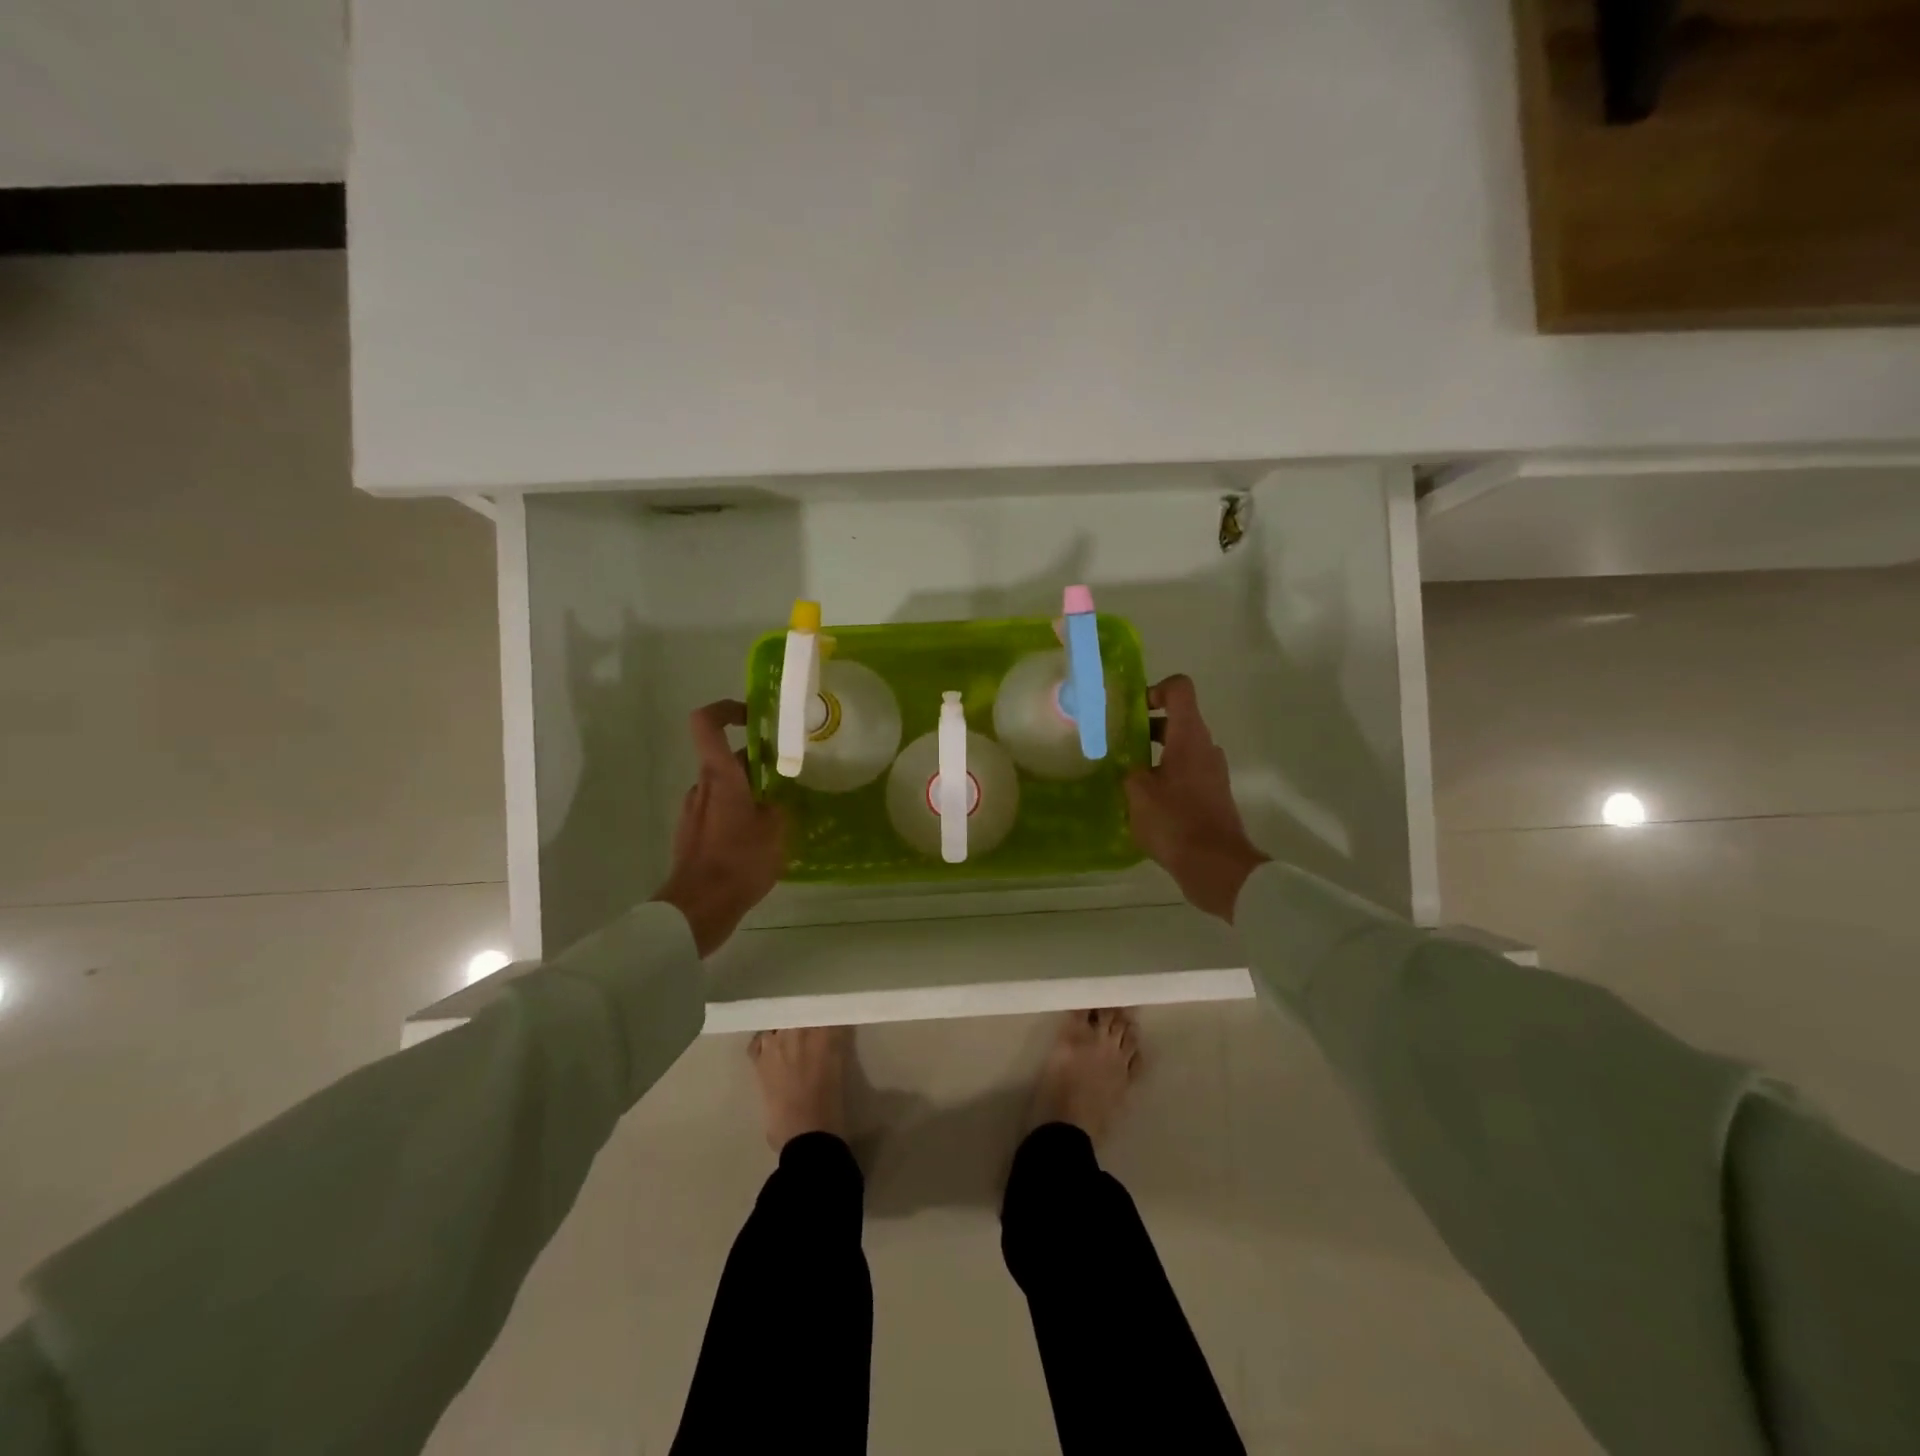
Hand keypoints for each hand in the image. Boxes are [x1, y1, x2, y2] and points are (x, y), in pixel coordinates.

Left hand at [652, 700, 786, 956]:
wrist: (699, 908)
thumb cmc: (739, 862)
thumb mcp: (776, 830)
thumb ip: (778, 805)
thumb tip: (777, 798)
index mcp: (720, 776)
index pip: (706, 723)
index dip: (727, 709)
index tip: (754, 716)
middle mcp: (702, 786)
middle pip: (726, 758)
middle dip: (756, 762)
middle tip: (788, 777)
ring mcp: (693, 811)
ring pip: (724, 787)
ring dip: (749, 791)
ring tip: (779, 814)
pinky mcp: (692, 835)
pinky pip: (718, 812)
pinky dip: (738, 814)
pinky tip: (760, 841)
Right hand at [1125, 675, 1268, 922]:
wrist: (1216, 867)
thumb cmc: (1175, 822)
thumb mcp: (1137, 792)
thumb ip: (1129, 769)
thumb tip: (1129, 765)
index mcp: (1189, 736)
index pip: (1179, 689)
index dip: (1154, 690)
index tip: (1131, 712)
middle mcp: (1205, 747)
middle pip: (1177, 720)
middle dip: (1145, 728)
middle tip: (1118, 745)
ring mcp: (1212, 772)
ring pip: (1180, 749)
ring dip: (1154, 755)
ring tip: (1126, 776)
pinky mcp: (1212, 795)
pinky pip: (1186, 773)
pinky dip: (1165, 777)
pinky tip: (1144, 802)